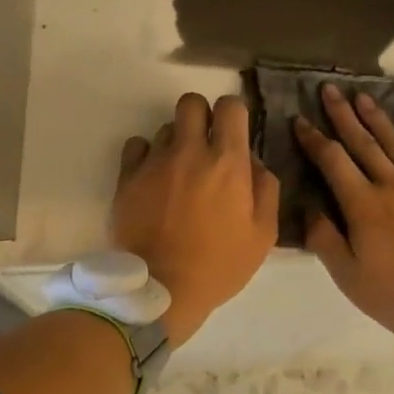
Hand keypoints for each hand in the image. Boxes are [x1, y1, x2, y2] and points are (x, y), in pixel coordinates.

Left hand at [112, 92, 279, 346]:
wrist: (162, 291)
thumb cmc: (219, 265)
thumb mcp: (263, 234)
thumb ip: (266, 189)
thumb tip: (253, 162)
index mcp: (227, 161)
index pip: (230, 106)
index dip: (233, 114)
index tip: (233, 132)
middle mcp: (190, 150)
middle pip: (191, 103)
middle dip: (201, 116)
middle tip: (204, 143)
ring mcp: (155, 161)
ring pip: (165, 128)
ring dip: (176, 142)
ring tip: (177, 171)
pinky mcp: (128, 177)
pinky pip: (136, 145)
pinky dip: (146, 154)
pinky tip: (153, 176)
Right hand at [294, 84, 393, 352]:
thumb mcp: (350, 278)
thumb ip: (325, 240)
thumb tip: (310, 208)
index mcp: (363, 205)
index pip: (333, 161)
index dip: (314, 139)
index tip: (300, 119)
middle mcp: (393, 185)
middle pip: (363, 142)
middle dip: (343, 115)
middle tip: (330, 89)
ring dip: (377, 118)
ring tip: (363, 96)